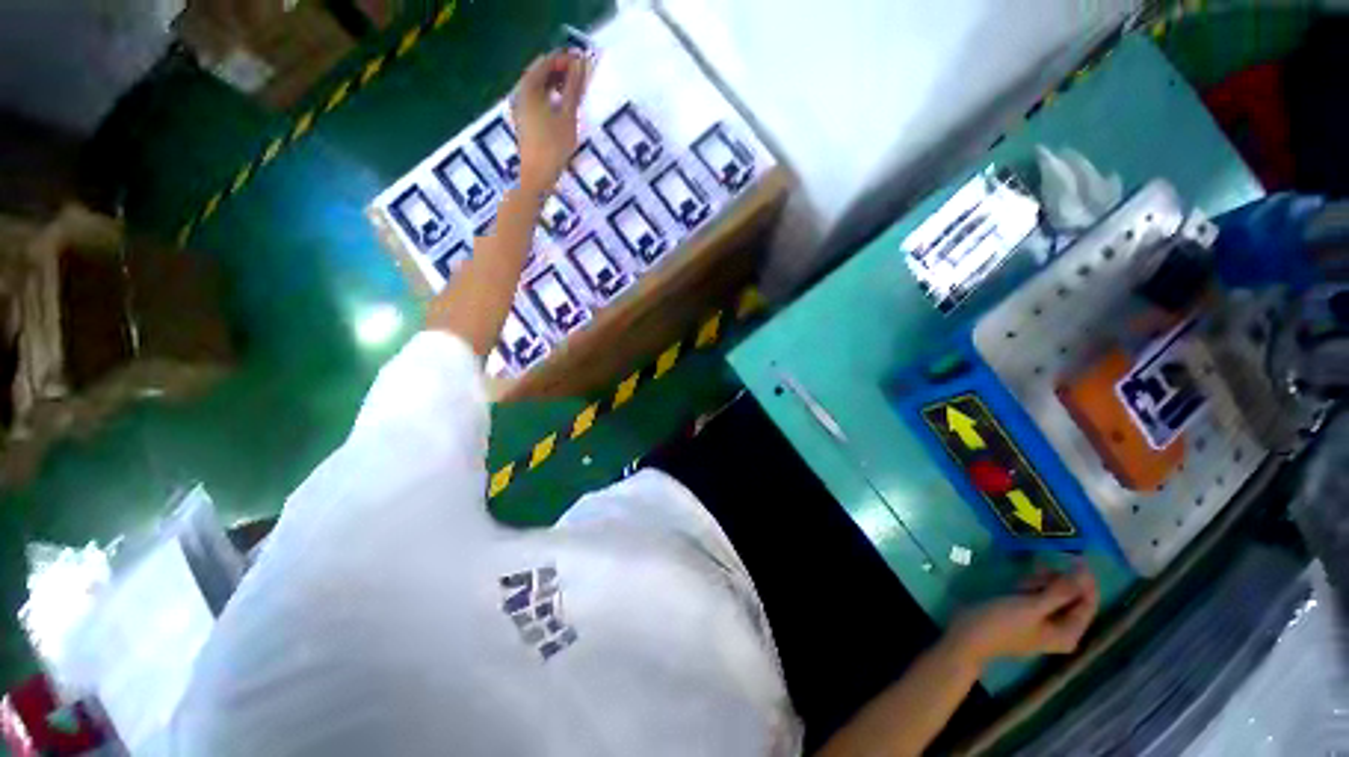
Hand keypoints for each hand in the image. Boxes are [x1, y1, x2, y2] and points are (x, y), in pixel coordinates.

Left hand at [512, 51, 588, 193]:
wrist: (537, 177)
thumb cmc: (553, 146)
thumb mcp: (568, 115)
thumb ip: (574, 87)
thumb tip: (582, 63)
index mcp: (528, 87)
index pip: (546, 61)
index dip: (565, 59)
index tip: (584, 61)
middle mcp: (520, 93)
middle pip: (541, 73)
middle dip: (561, 72)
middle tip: (583, 77)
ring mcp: (521, 108)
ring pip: (540, 88)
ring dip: (558, 86)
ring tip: (577, 92)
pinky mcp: (525, 122)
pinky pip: (539, 101)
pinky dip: (552, 99)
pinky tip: (565, 108)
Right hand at [948, 562, 1098, 666]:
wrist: (968, 634)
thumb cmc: (1002, 624)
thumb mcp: (1032, 607)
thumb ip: (1060, 592)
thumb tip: (1083, 573)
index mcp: (1068, 633)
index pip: (1088, 603)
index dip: (1085, 581)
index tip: (1077, 557)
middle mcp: (1060, 628)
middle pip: (1070, 597)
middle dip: (1055, 582)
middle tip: (1038, 571)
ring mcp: (1042, 621)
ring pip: (1052, 593)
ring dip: (1039, 583)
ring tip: (1021, 583)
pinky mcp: (1025, 613)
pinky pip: (1037, 595)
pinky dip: (1030, 587)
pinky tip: (1016, 586)